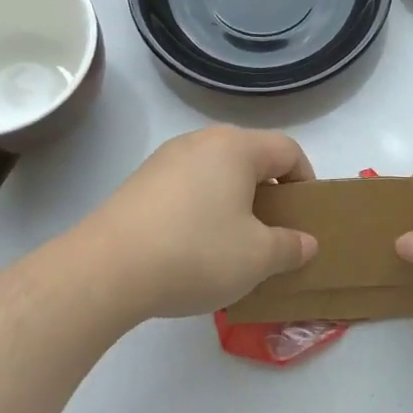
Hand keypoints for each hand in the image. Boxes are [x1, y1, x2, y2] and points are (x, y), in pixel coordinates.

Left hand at [83, 127, 318, 319]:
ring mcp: (163, 161)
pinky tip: (193, 249)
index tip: (305, 215)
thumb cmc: (197, 253)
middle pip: (249, 158)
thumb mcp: (258, 257)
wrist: (106, 270)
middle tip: (274, 231)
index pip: (287, 150)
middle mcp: (199, 142)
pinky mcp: (138, 185)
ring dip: (233, 203)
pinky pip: (185, 189)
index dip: (306, 180)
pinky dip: (201, 211)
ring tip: (234, 244)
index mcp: (235, 148)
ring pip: (215, 174)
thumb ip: (290, 247)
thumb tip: (305, 243)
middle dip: (268, 192)